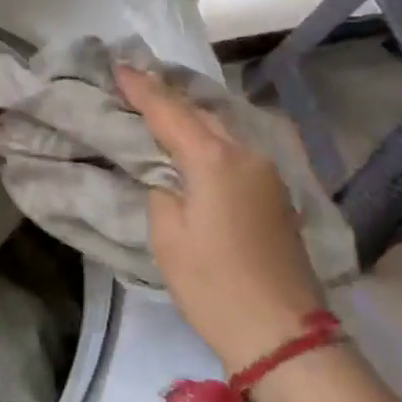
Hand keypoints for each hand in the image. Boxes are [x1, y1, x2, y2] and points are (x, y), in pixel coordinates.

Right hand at [115, 65, 326, 371]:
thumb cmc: (215, 287)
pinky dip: (211, 139)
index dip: (141, 88)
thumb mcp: (169, 239)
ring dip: (191, 115)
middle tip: (135, 84)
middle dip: (167, 96)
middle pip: (200, 112)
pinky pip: (236, 149)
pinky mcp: (276, 191)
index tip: (118, 66)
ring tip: (162, 109)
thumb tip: (168, 177)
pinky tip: (197, 144)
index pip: (169, 111)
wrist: (283, 335)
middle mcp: (245, 152)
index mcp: (214, 159)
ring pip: (222, 128)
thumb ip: (161, 192)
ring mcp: (266, 170)